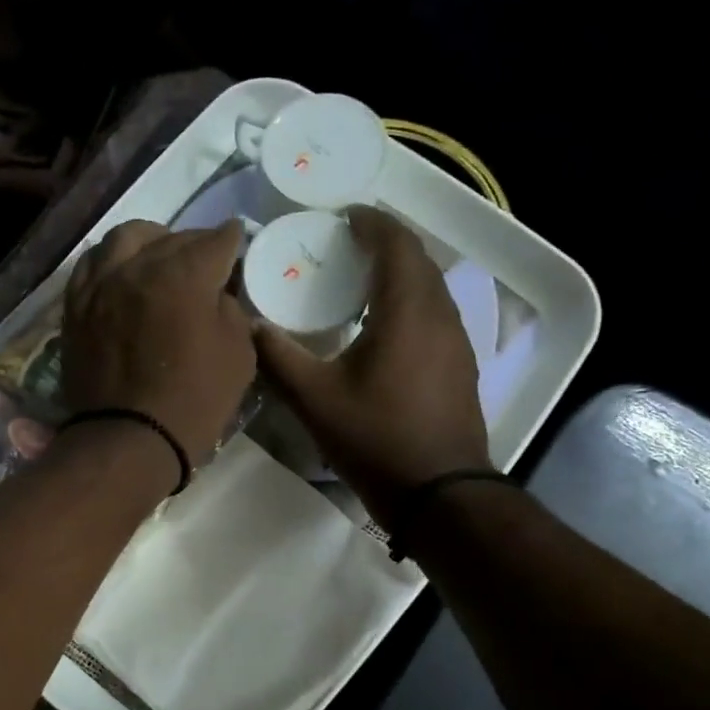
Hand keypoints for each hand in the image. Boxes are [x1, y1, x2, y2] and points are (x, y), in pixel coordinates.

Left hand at [62, 220, 255, 466]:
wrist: (129, 439)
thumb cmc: (194, 402)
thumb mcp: (239, 354)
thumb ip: (230, 310)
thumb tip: (216, 292)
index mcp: (183, 274)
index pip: (215, 241)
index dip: (231, 241)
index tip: (236, 242)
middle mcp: (137, 267)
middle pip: (171, 238)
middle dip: (194, 244)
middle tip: (205, 259)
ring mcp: (100, 284)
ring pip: (124, 239)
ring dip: (149, 241)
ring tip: (157, 256)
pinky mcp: (76, 306)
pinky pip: (91, 265)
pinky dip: (111, 260)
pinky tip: (120, 271)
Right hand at [254, 206, 489, 518]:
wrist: (438, 493)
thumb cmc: (375, 437)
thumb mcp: (313, 399)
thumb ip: (278, 357)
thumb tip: (249, 326)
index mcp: (407, 310)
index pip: (396, 243)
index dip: (371, 222)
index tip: (342, 217)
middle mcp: (440, 314)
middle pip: (417, 260)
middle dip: (384, 243)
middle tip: (344, 246)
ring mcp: (457, 342)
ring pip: (430, 288)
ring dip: (398, 273)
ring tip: (359, 282)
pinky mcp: (460, 366)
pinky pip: (434, 314)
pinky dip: (408, 302)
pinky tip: (382, 327)